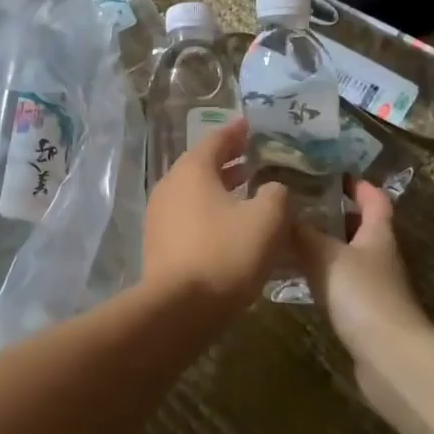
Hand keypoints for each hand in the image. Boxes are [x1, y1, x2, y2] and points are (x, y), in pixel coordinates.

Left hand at [142, 118, 289, 309]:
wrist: (179, 307)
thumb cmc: (225, 254)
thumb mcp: (266, 220)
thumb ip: (275, 195)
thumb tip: (273, 188)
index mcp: (192, 170)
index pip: (216, 140)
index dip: (236, 132)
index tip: (251, 125)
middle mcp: (170, 185)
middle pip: (201, 165)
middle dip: (228, 160)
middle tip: (253, 157)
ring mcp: (159, 214)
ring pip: (194, 191)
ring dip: (219, 187)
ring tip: (246, 189)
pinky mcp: (158, 241)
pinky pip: (188, 215)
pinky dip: (209, 210)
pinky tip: (229, 224)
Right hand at [295, 180, 429, 358]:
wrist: (390, 358)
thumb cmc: (363, 295)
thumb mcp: (326, 255)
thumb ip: (301, 232)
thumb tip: (278, 208)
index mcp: (378, 234)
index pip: (374, 199)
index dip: (357, 184)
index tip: (330, 171)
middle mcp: (379, 256)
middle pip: (359, 226)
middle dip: (332, 213)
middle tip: (296, 202)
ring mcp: (372, 286)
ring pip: (345, 255)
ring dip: (321, 244)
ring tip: (285, 234)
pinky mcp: (361, 312)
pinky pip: (337, 282)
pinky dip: (318, 273)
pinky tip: (293, 275)